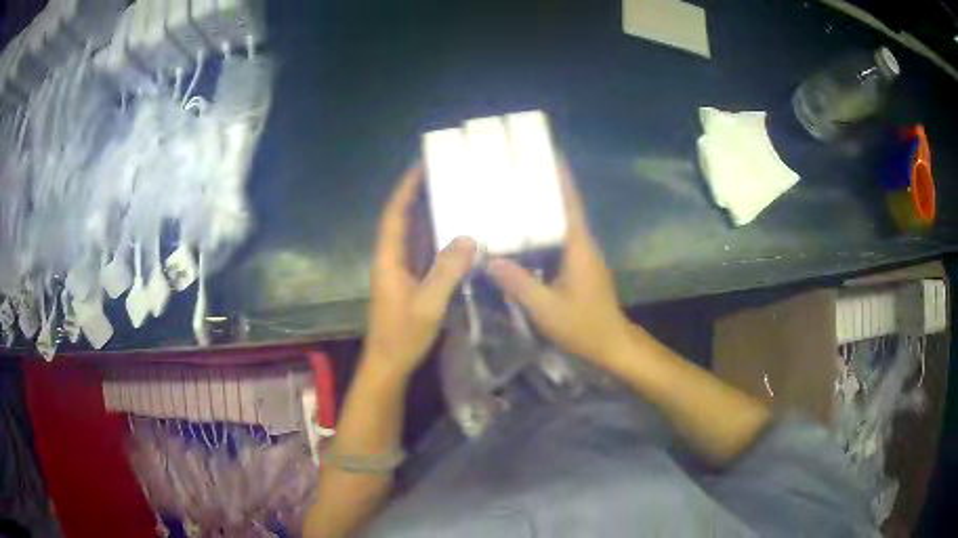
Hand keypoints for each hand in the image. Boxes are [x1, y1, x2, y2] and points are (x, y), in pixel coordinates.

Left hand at [364, 165, 476, 376]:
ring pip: (414, 235)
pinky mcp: (411, 282)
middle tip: (445, 175)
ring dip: (429, 214)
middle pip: (403, 219)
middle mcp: (392, 258)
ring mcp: (401, 271)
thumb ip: (447, 271)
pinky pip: (424, 252)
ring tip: (453, 195)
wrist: (389, 364)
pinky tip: (456, 233)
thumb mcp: (428, 304)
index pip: (395, 214)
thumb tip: (470, 238)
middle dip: (419, 195)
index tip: (421, 165)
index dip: (406, 189)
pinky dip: (437, 238)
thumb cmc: (402, 335)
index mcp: (389, 258)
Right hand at [486, 164, 631, 364]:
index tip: (548, 152)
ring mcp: (583, 256)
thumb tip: (489, 259)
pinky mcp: (580, 267)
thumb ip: (519, 283)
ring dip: (544, 208)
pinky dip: (543, 229)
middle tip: (516, 172)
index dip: (561, 176)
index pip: (570, 202)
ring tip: (514, 196)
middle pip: (565, 207)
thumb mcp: (546, 308)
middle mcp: (583, 244)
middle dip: (546, 186)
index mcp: (578, 246)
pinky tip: (522, 234)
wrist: (611, 344)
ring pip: (562, 223)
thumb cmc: (583, 325)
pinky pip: (560, 239)